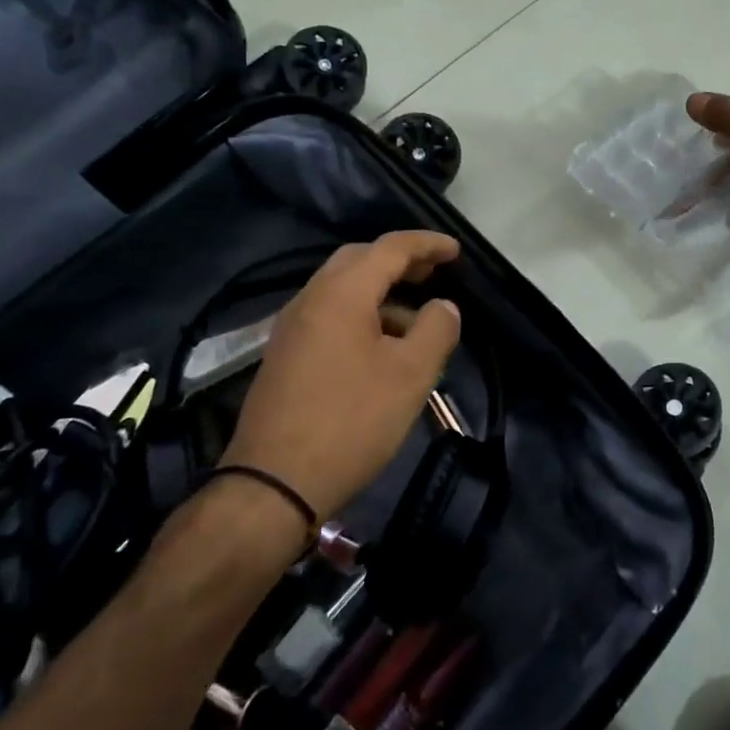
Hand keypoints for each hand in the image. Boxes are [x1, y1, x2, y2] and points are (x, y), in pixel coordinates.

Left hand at [224, 231, 461, 520]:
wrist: (272, 485)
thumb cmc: (351, 421)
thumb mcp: (411, 375)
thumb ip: (436, 329)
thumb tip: (443, 306)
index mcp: (341, 294)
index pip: (389, 248)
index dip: (427, 244)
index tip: (456, 251)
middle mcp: (310, 299)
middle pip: (359, 260)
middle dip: (400, 261)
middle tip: (433, 274)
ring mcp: (292, 329)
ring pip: (342, 290)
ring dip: (381, 292)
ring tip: (415, 320)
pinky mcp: (284, 356)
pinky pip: (329, 316)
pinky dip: (361, 315)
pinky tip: (381, 349)